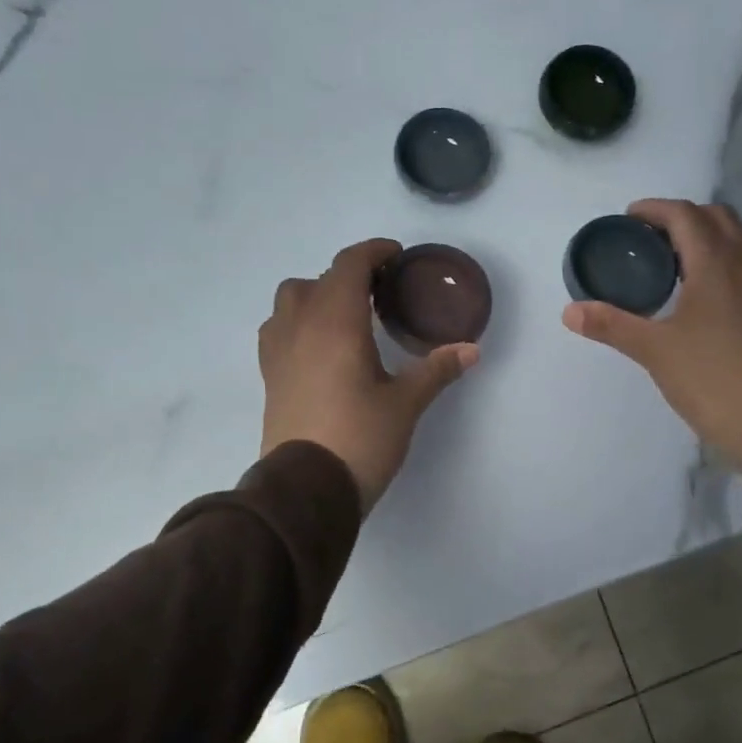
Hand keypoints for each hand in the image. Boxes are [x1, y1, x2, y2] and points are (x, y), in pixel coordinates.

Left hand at [260, 238, 478, 510]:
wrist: (305, 490)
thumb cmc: (360, 438)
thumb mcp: (405, 404)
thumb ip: (437, 370)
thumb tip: (471, 350)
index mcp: (336, 322)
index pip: (349, 265)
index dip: (373, 252)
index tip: (396, 257)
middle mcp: (300, 326)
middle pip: (317, 280)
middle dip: (348, 277)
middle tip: (378, 295)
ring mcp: (278, 351)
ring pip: (290, 301)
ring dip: (316, 297)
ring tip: (345, 320)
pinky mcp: (269, 377)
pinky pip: (278, 330)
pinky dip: (298, 323)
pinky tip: (318, 349)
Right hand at [563, 199, 741, 466]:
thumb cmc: (711, 377)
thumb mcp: (654, 350)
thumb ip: (611, 325)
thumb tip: (569, 312)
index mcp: (715, 262)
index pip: (684, 214)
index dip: (654, 209)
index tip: (629, 219)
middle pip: (717, 216)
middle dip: (684, 217)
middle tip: (653, 241)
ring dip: (713, 234)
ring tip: (683, 261)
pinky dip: (732, 258)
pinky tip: (714, 292)